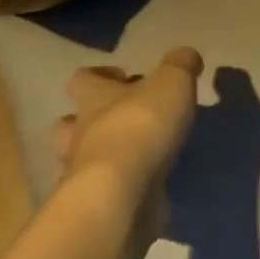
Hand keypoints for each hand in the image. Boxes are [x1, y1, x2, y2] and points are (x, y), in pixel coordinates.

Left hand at [54, 48, 203, 228]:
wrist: (123, 192)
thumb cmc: (141, 127)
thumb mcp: (171, 83)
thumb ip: (180, 65)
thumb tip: (186, 55)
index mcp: (92, 98)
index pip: (83, 79)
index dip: (102, 76)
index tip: (126, 79)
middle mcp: (79, 133)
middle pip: (72, 121)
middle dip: (93, 120)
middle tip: (125, 121)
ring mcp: (81, 172)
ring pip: (81, 158)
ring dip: (100, 155)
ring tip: (134, 157)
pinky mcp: (96, 203)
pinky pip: (102, 190)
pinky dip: (117, 187)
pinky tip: (141, 187)